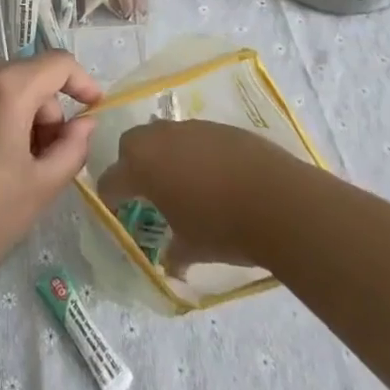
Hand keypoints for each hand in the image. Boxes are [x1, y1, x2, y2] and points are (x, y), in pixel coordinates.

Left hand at [0, 54, 101, 294]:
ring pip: (2, 88)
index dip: (82, 82)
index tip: (95, 108)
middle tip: (47, 161)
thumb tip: (84, 123)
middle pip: (28, 78)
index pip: (57, 64)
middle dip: (46, 113)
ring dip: (20, 116)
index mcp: (6, 87)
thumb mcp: (42, 185)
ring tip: (15, 168)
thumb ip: (73, 146)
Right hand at [95, 119, 304, 274]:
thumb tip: (171, 263)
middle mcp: (160, 139)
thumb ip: (173, 253)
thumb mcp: (191, 248)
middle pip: (132, 144)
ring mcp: (191, 128)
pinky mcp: (219, 126)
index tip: (117, 212)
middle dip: (132, 164)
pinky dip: (195, 152)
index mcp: (142, 167)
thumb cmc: (223, 228)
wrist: (279, 201)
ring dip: (165, 155)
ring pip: (164, 135)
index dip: (111, 197)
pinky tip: (214, 176)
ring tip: (183, 183)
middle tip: (147, 191)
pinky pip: (195, 136)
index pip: (111, 179)